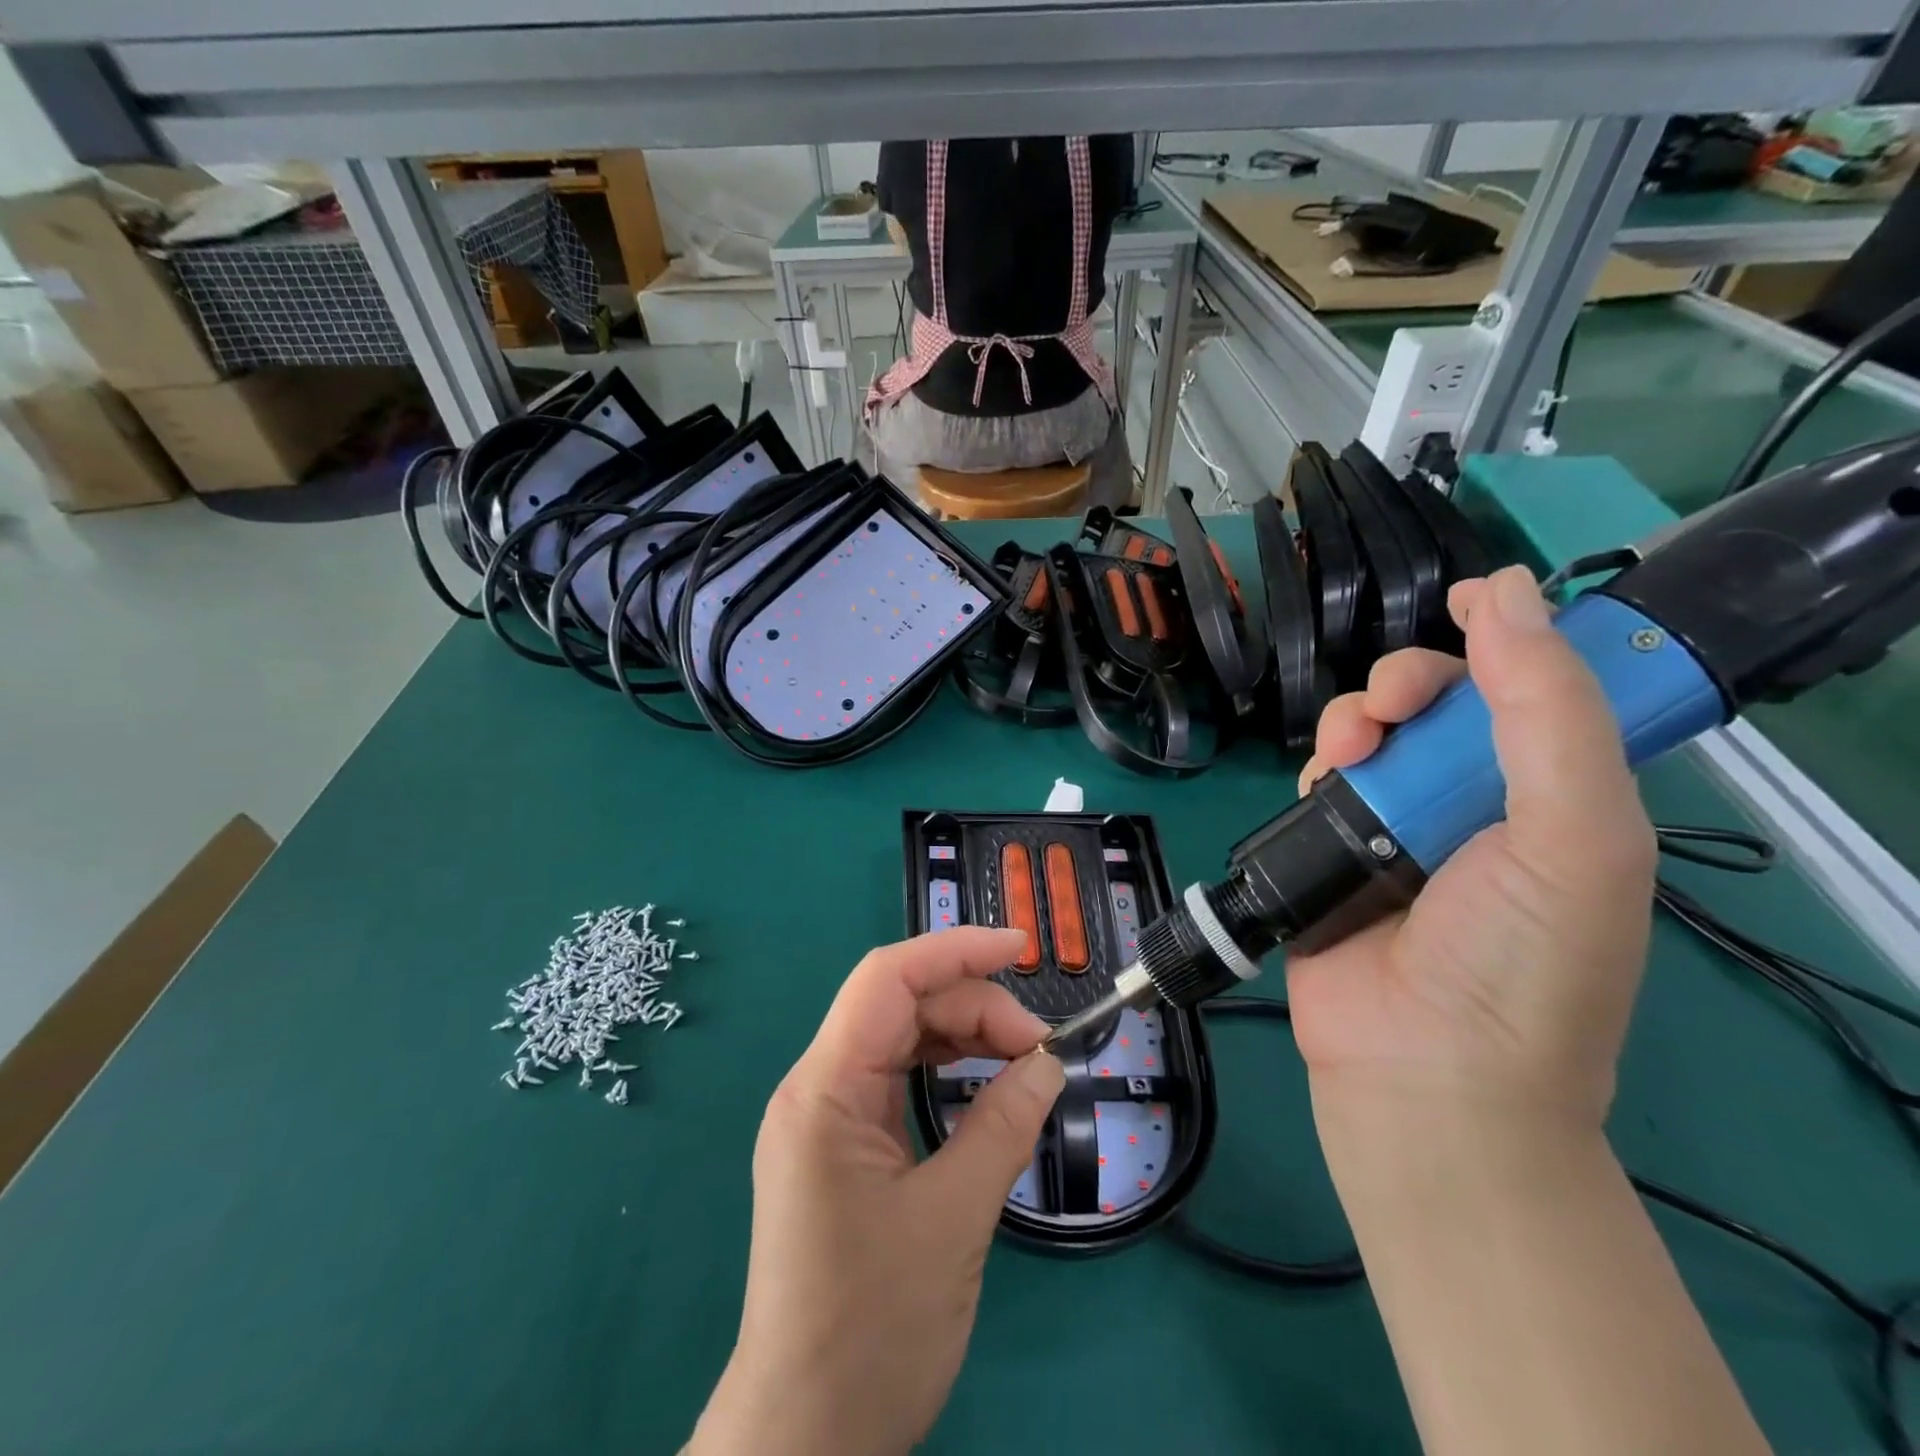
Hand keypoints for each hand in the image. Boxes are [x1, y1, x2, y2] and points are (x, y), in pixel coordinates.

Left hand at [689, 927, 1064, 1455]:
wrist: (804, 1439)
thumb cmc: (871, 1330)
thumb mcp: (953, 1220)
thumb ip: (1003, 1127)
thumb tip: (1048, 1061)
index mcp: (824, 1089)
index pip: (887, 979)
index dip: (955, 949)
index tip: (1020, 948)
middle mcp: (817, 1087)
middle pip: (900, 1006)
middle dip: (974, 1007)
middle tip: (1040, 1047)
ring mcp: (826, 1117)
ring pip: (901, 1038)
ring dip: (964, 1037)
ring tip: (1023, 1061)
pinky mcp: (842, 1145)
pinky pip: (897, 1078)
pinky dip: (946, 1069)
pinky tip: (985, 1083)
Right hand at [1288, 565, 1658, 1127]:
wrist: (1423, 1068)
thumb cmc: (1522, 958)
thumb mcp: (1575, 833)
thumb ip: (1550, 710)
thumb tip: (1510, 590)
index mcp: (1556, 793)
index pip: (1537, 689)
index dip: (1507, 635)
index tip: (1464, 601)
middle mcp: (1478, 800)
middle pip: (1440, 702)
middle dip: (1409, 681)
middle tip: (1390, 704)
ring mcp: (1399, 823)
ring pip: (1371, 731)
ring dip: (1353, 720)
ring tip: (1347, 750)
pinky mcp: (1334, 845)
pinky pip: (1322, 776)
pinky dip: (1320, 765)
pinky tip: (1323, 783)